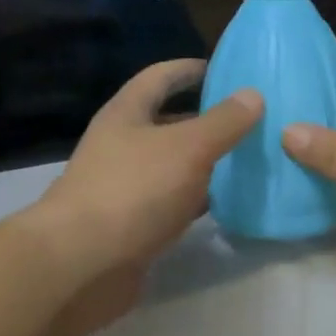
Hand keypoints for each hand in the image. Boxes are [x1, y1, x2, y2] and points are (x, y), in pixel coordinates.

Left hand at [29, 60, 260, 327]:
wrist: (81, 265)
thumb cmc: (133, 191)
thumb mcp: (187, 148)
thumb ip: (223, 122)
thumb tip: (253, 94)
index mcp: (127, 114)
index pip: (160, 77)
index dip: (191, 69)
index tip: (228, 69)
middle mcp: (123, 145)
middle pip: (169, 122)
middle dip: (208, 119)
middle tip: (253, 119)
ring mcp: (126, 187)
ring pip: (174, 165)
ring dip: (207, 161)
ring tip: (251, 158)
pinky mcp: (134, 224)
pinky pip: (173, 202)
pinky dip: (199, 199)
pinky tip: (230, 202)